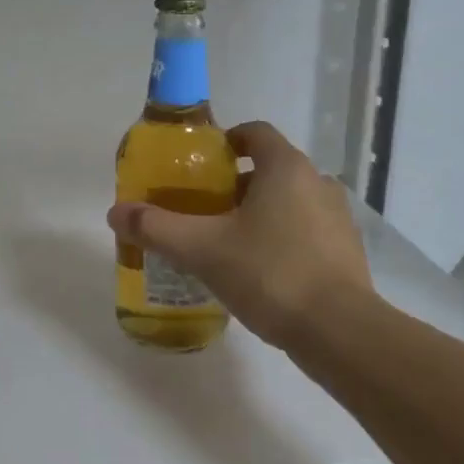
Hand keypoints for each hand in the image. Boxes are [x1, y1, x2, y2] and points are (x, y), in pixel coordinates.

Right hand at [107, 121, 373, 351]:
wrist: (339, 331)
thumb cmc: (269, 273)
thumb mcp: (203, 250)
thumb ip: (157, 228)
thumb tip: (115, 212)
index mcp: (285, 167)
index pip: (255, 133)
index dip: (226, 141)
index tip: (201, 166)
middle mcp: (317, 182)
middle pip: (270, 169)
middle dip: (235, 185)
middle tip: (204, 210)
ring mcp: (338, 217)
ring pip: (290, 201)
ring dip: (260, 213)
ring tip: (228, 243)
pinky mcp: (347, 251)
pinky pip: (307, 230)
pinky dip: (283, 238)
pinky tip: (261, 272)